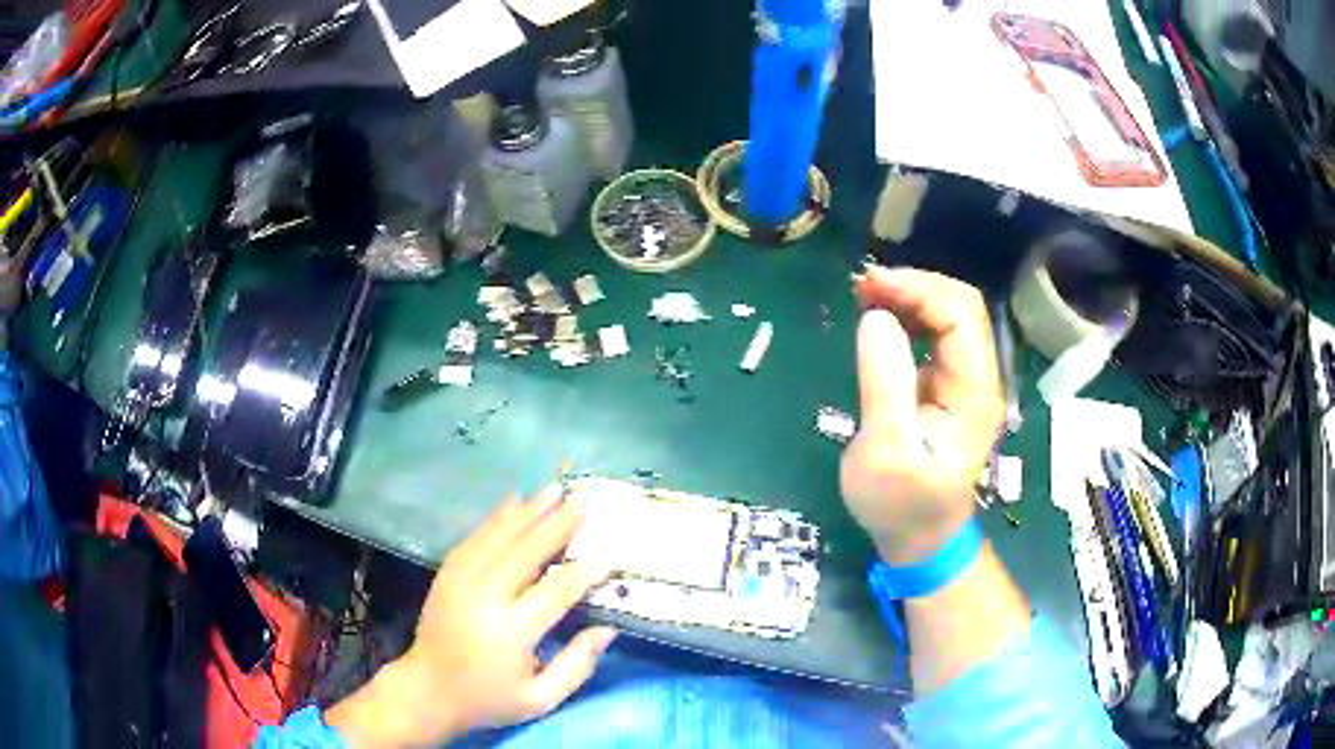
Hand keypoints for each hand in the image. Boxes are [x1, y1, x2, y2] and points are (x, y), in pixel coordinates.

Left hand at [327, 488, 615, 746]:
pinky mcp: (447, 575)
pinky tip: (514, 502)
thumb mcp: (540, 699)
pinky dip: (496, 518)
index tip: (610, 550)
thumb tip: (608, 628)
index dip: (586, 570)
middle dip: (557, 524)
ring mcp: (460, 582)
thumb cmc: (489, 699)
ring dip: (528, 511)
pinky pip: (474, 538)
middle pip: (525, 552)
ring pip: (497, 537)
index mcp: (510, 633)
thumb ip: (576, 666)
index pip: (556, 592)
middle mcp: (484, 599)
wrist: (427, 690)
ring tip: (554, 489)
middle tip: (584, 500)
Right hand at [842, 266, 1004, 564]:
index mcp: (974, 393)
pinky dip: (908, 318)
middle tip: (861, 289)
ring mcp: (966, 382)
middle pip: (960, 307)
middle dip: (913, 287)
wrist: (920, 539)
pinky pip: (936, 336)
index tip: (869, 289)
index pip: (961, 314)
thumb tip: (877, 317)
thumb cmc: (901, 504)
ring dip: (909, 298)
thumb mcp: (885, 451)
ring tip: (864, 297)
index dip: (918, 289)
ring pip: (949, 317)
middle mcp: (978, 379)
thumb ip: (885, 384)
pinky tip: (880, 319)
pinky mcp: (949, 387)